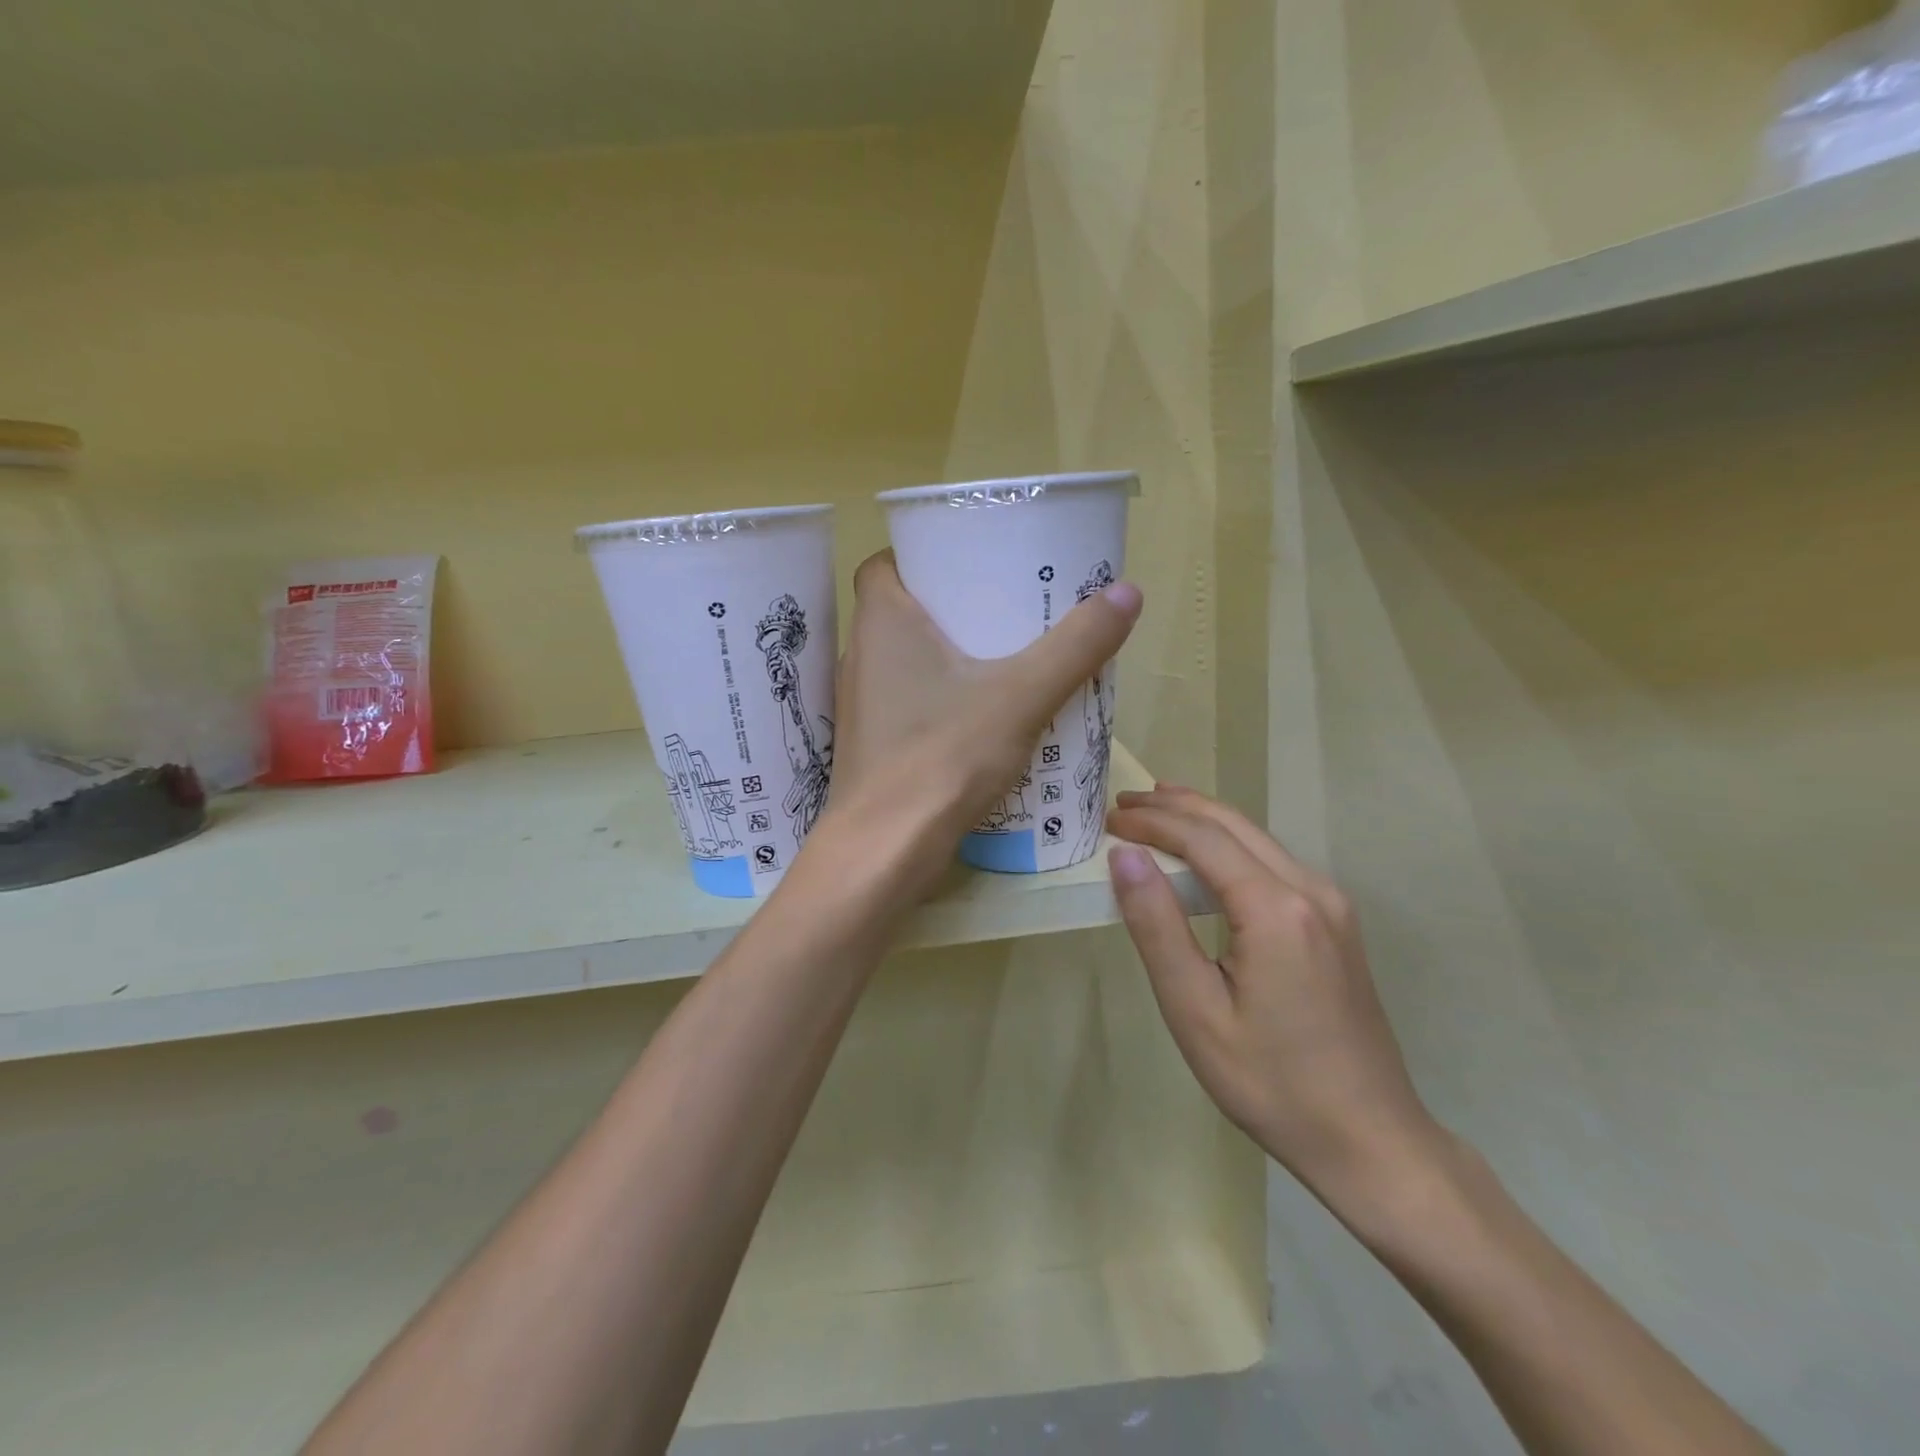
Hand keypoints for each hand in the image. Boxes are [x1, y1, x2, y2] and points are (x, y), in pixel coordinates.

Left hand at [823, 551, 1141, 888]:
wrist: (885, 851)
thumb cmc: (943, 756)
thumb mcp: (1021, 695)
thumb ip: (1074, 646)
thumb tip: (1127, 592)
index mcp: (881, 622)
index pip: (885, 563)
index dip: (925, 556)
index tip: (971, 564)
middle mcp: (861, 656)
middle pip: (903, 610)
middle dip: (952, 606)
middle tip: (1006, 608)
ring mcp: (863, 705)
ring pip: (906, 660)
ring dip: (948, 654)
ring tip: (1005, 657)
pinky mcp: (873, 745)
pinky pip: (909, 701)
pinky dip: (941, 697)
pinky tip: (983, 716)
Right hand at [1106, 786, 1442, 1204]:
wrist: (1372, 1141)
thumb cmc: (1271, 1083)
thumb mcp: (1195, 1009)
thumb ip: (1157, 925)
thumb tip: (1125, 856)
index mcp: (1277, 909)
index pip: (1203, 839)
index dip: (1152, 823)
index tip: (1108, 820)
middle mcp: (1311, 890)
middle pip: (1234, 824)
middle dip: (1175, 807)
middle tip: (1123, 803)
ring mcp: (1331, 905)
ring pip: (1257, 838)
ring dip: (1202, 820)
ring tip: (1155, 812)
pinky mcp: (1336, 923)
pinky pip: (1273, 862)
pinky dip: (1229, 846)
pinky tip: (1205, 856)